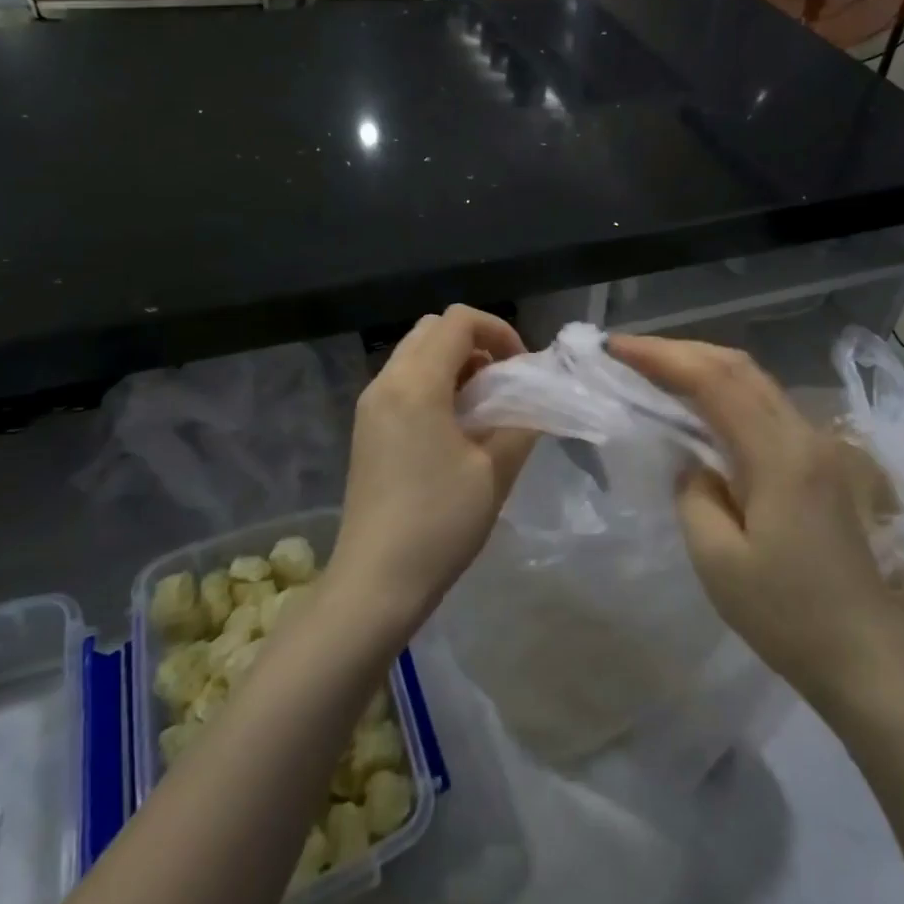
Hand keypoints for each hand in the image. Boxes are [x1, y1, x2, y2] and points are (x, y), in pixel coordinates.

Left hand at [331, 306, 537, 636]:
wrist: (375, 582)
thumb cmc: (439, 524)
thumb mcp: (495, 471)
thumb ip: (522, 422)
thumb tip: (536, 398)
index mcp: (415, 384)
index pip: (458, 321)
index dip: (499, 330)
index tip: (521, 368)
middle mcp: (386, 382)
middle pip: (433, 329)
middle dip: (476, 342)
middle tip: (504, 382)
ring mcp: (370, 405)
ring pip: (415, 353)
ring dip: (454, 363)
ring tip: (484, 406)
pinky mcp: (366, 427)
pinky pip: (403, 381)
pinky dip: (433, 383)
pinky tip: (455, 426)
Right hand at [608, 335, 903, 722]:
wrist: (867, 660)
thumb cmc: (788, 617)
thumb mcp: (718, 561)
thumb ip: (693, 494)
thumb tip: (693, 462)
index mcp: (779, 454)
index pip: (714, 381)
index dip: (662, 356)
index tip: (615, 348)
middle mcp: (803, 435)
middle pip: (738, 367)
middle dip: (680, 350)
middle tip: (628, 352)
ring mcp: (816, 447)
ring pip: (754, 382)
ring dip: (703, 366)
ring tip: (655, 369)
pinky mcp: (818, 464)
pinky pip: (764, 406)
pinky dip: (724, 391)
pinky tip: (699, 406)